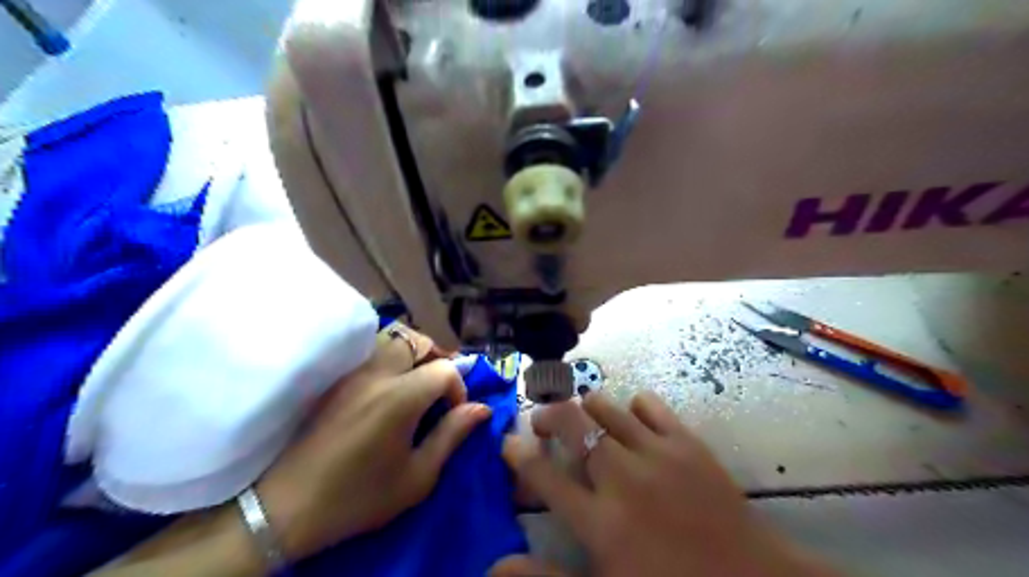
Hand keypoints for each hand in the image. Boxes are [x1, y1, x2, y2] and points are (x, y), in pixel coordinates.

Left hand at [254, 326, 489, 559]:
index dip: (459, 388)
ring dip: (410, 354)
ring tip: (415, 382)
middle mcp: (376, 374)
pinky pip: (367, 353)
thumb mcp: (417, 477)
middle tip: (438, 387)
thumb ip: (452, 435)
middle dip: (435, 358)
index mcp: (400, 397)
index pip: (444, 369)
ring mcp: (350, 374)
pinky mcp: (333, 380)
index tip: (454, 413)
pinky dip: (387, 358)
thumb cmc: (359, 497)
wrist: (288, 508)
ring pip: (389, 341)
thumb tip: (481, 408)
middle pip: (415, 341)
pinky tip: (386, 387)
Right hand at [490, 393, 834, 576]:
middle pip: (570, 425)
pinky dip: (632, 406)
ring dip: (584, 406)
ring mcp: (655, 453)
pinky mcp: (686, 441)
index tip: (507, 443)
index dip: (518, 454)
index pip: (543, 475)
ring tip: (581, 417)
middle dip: (547, 416)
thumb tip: (493, 567)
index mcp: (599, 521)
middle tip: (541, 422)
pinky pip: (649, 404)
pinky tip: (631, 420)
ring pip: (604, 406)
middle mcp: (621, 478)